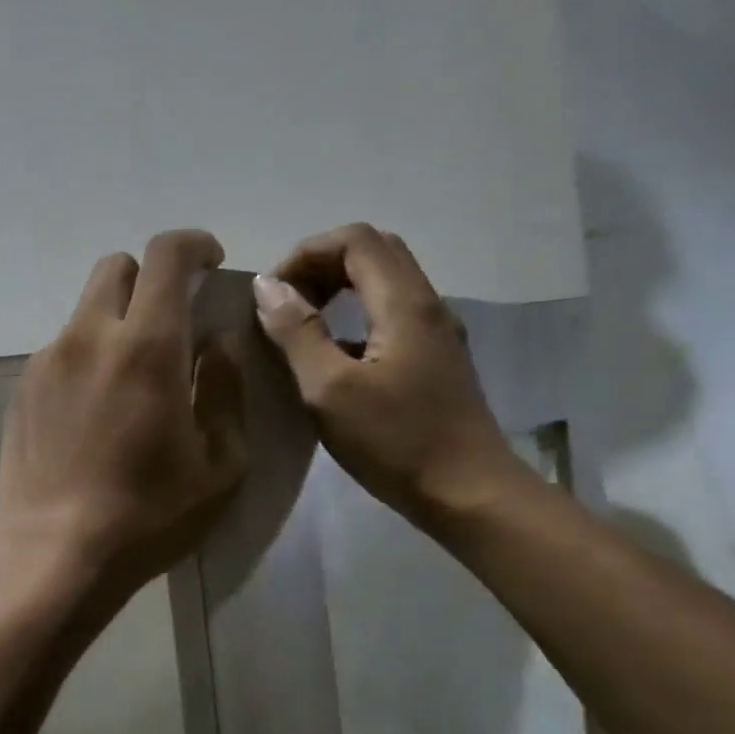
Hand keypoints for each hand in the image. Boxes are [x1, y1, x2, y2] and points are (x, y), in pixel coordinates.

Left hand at [0, 230, 247, 592]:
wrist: (53, 551)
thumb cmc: (148, 515)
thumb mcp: (220, 465)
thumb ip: (225, 391)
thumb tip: (217, 346)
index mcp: (146, 346)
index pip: (166, 255)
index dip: (194, 244)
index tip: (210, 261)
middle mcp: (90, 337)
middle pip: (116, 267)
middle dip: (149, 278)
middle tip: (171, 320)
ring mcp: (48, 360)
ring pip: (85, 309)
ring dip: (116, 321)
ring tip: (130, 378)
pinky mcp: (23, 387)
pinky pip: (62, 348)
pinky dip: (87, 355)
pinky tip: (94, 409)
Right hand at [253, 224, 526, 524]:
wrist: (467, 493)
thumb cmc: (395, 441)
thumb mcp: (329, 389)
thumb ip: (297, 332)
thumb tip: (267, 286)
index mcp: (404, 303)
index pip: (355, 240)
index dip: (306, 253)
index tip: (272, 293)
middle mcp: (426, 305)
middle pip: (373, 252)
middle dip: (321, 265)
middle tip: (285, 302)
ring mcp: (434, 333)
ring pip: (384, 283)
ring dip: (337, 289)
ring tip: (299, 324)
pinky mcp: (433, 360)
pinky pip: (390, 315)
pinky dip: (353, 316)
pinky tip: (330, 356)